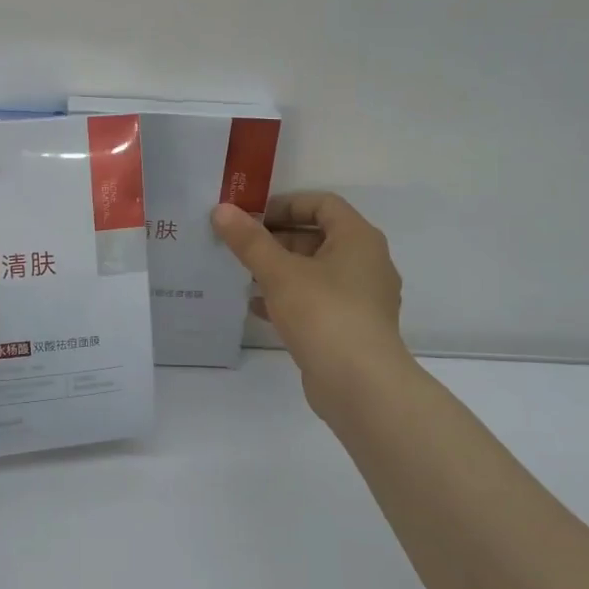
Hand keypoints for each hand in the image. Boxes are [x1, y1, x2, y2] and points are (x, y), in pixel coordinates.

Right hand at [212, 192, 411, 424]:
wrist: (360, 384)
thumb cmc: (323, 313)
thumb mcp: (279, 272)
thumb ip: (249, 241)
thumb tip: (222, 210)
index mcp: (358, 239)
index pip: (323, 204)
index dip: (286, 204)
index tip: (252, 216)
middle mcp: (366, 263)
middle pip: (318, 237)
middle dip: (277, 238)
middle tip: (241, 245)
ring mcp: (362, 299)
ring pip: (315, 272)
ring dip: (280, 270)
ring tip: (242, 274)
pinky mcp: (351, 328)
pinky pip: (317, 301)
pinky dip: (289, 298)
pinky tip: (256, 308)